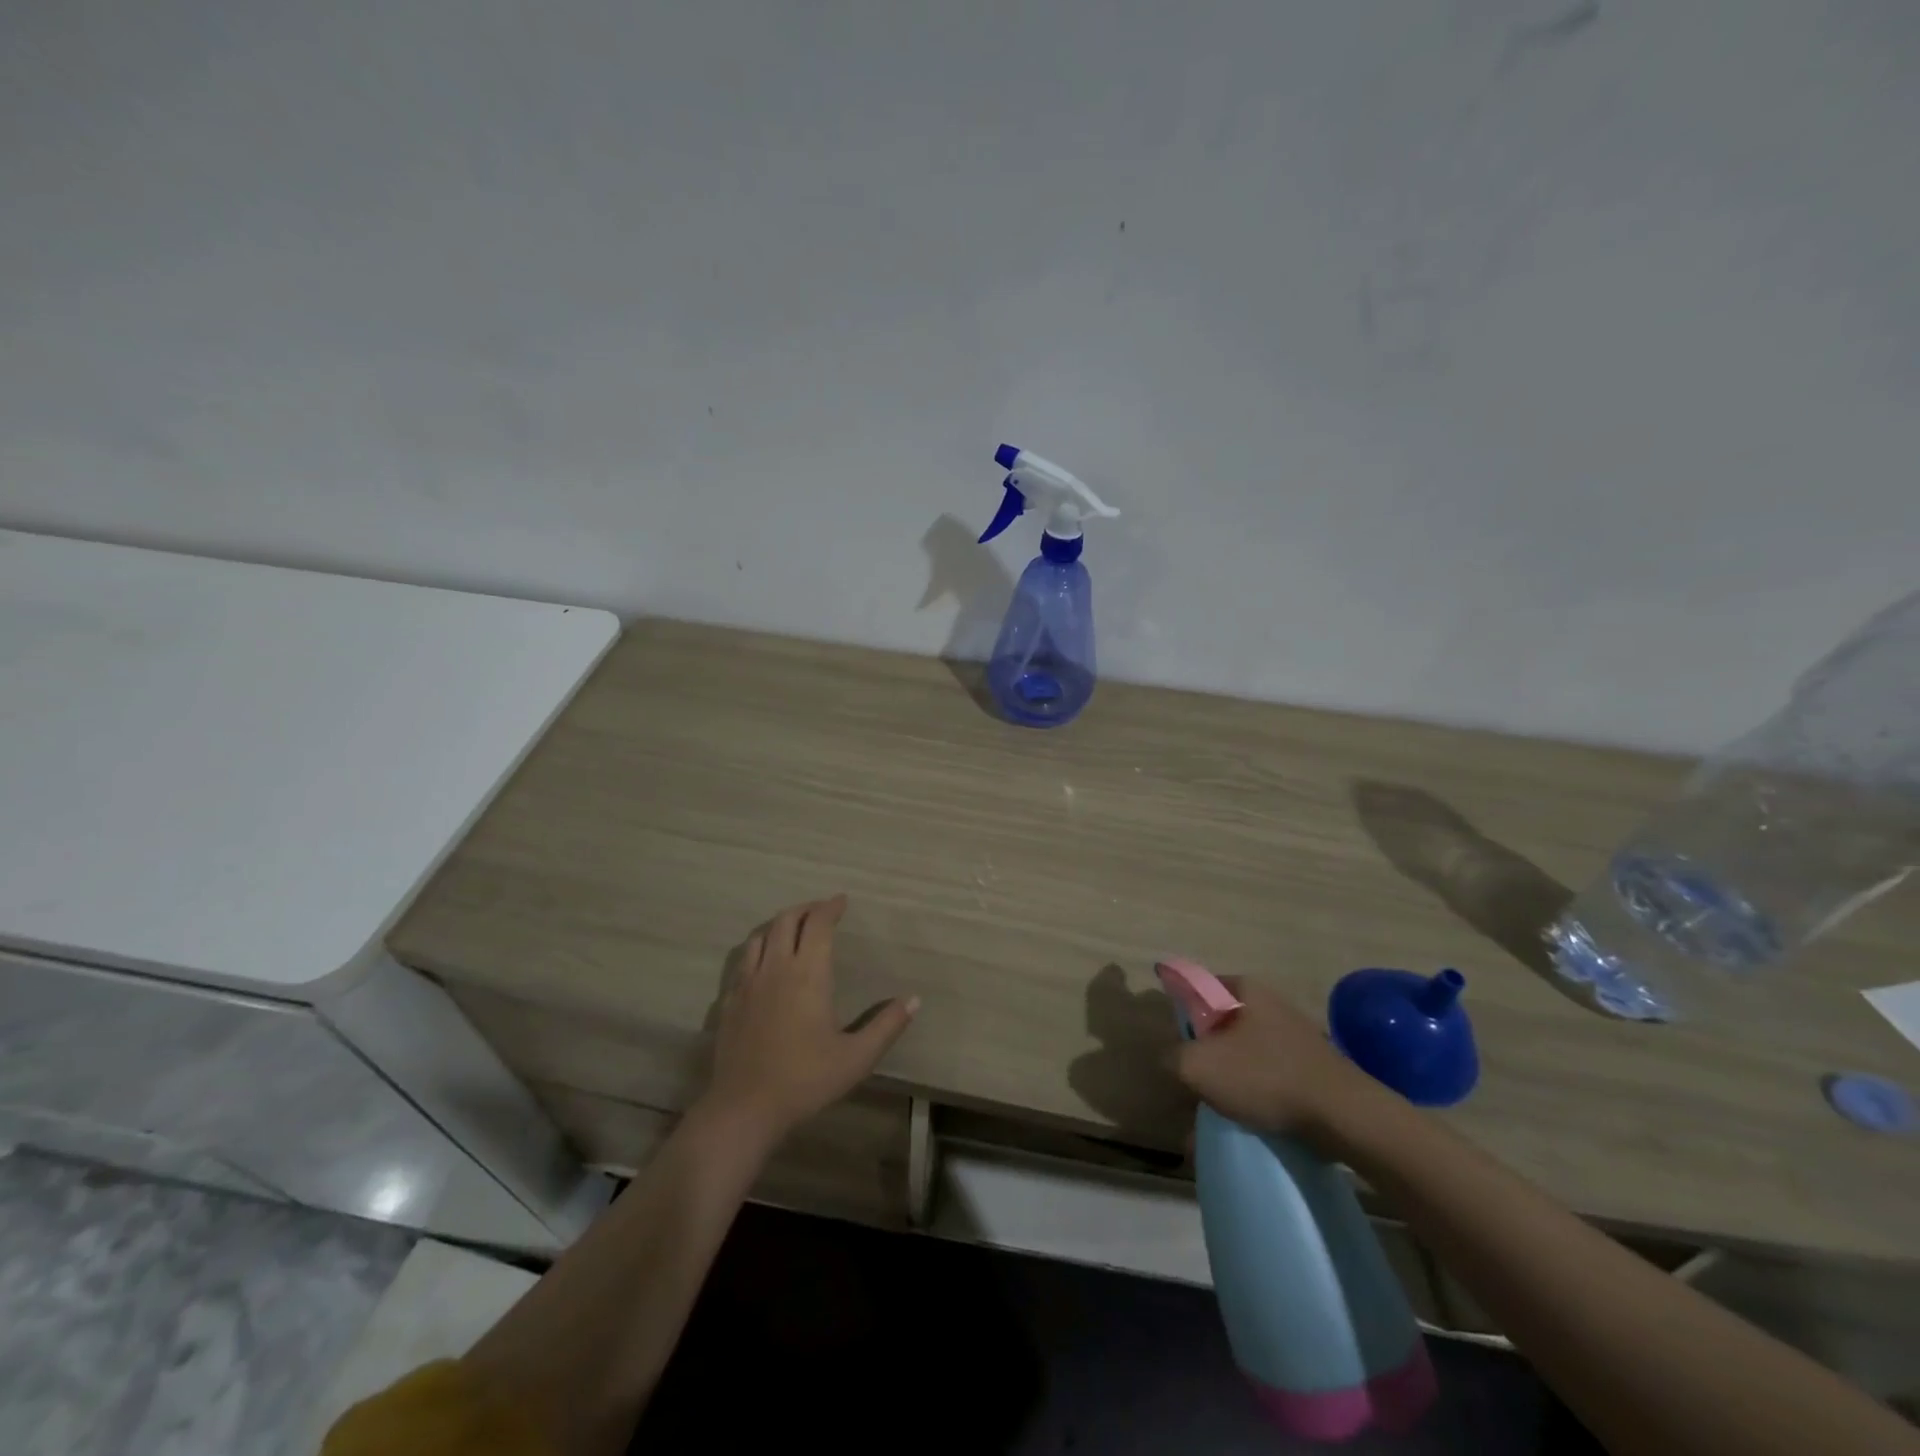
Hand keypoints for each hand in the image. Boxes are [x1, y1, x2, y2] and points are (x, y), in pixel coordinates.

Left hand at [700, 895, 918, 1148]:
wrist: (745, 1108)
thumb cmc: (805, 1080)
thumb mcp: (857, 1058)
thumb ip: (886, 1025)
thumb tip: (914, 1000)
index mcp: (808, 974)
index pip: (818, 924)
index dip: (830, 907)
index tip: (842, 901)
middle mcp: (776, 968)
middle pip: (786, 920)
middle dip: (805, 909)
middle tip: (821, 911)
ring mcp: (748, 983)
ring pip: (760, 936)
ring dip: (779, 925)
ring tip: (792, 930)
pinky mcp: (729, 1001)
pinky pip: (743, 961)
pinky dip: (758, 949)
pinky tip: (764, 964)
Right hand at [1173, 975, 1375, 1137]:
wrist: (1343, 1115)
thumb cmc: (1264, 1076)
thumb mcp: (1198, 1066)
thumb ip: (1171, 1057)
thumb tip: (1169, 1059)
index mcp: (1243, 988)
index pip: (1196, 990)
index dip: (1180, 1019)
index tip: (1176, 1051)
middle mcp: (1270, 1002)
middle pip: (1220, 1025)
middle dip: (1204, 1056)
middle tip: (1193, 1086)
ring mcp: (1294, 1034)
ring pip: (1244, 1055)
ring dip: (1228, 1081)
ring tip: (1219, 1113)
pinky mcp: (1311, 1065)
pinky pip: (1269, 1076)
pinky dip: (1255, 1095)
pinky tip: (1248, 1121)